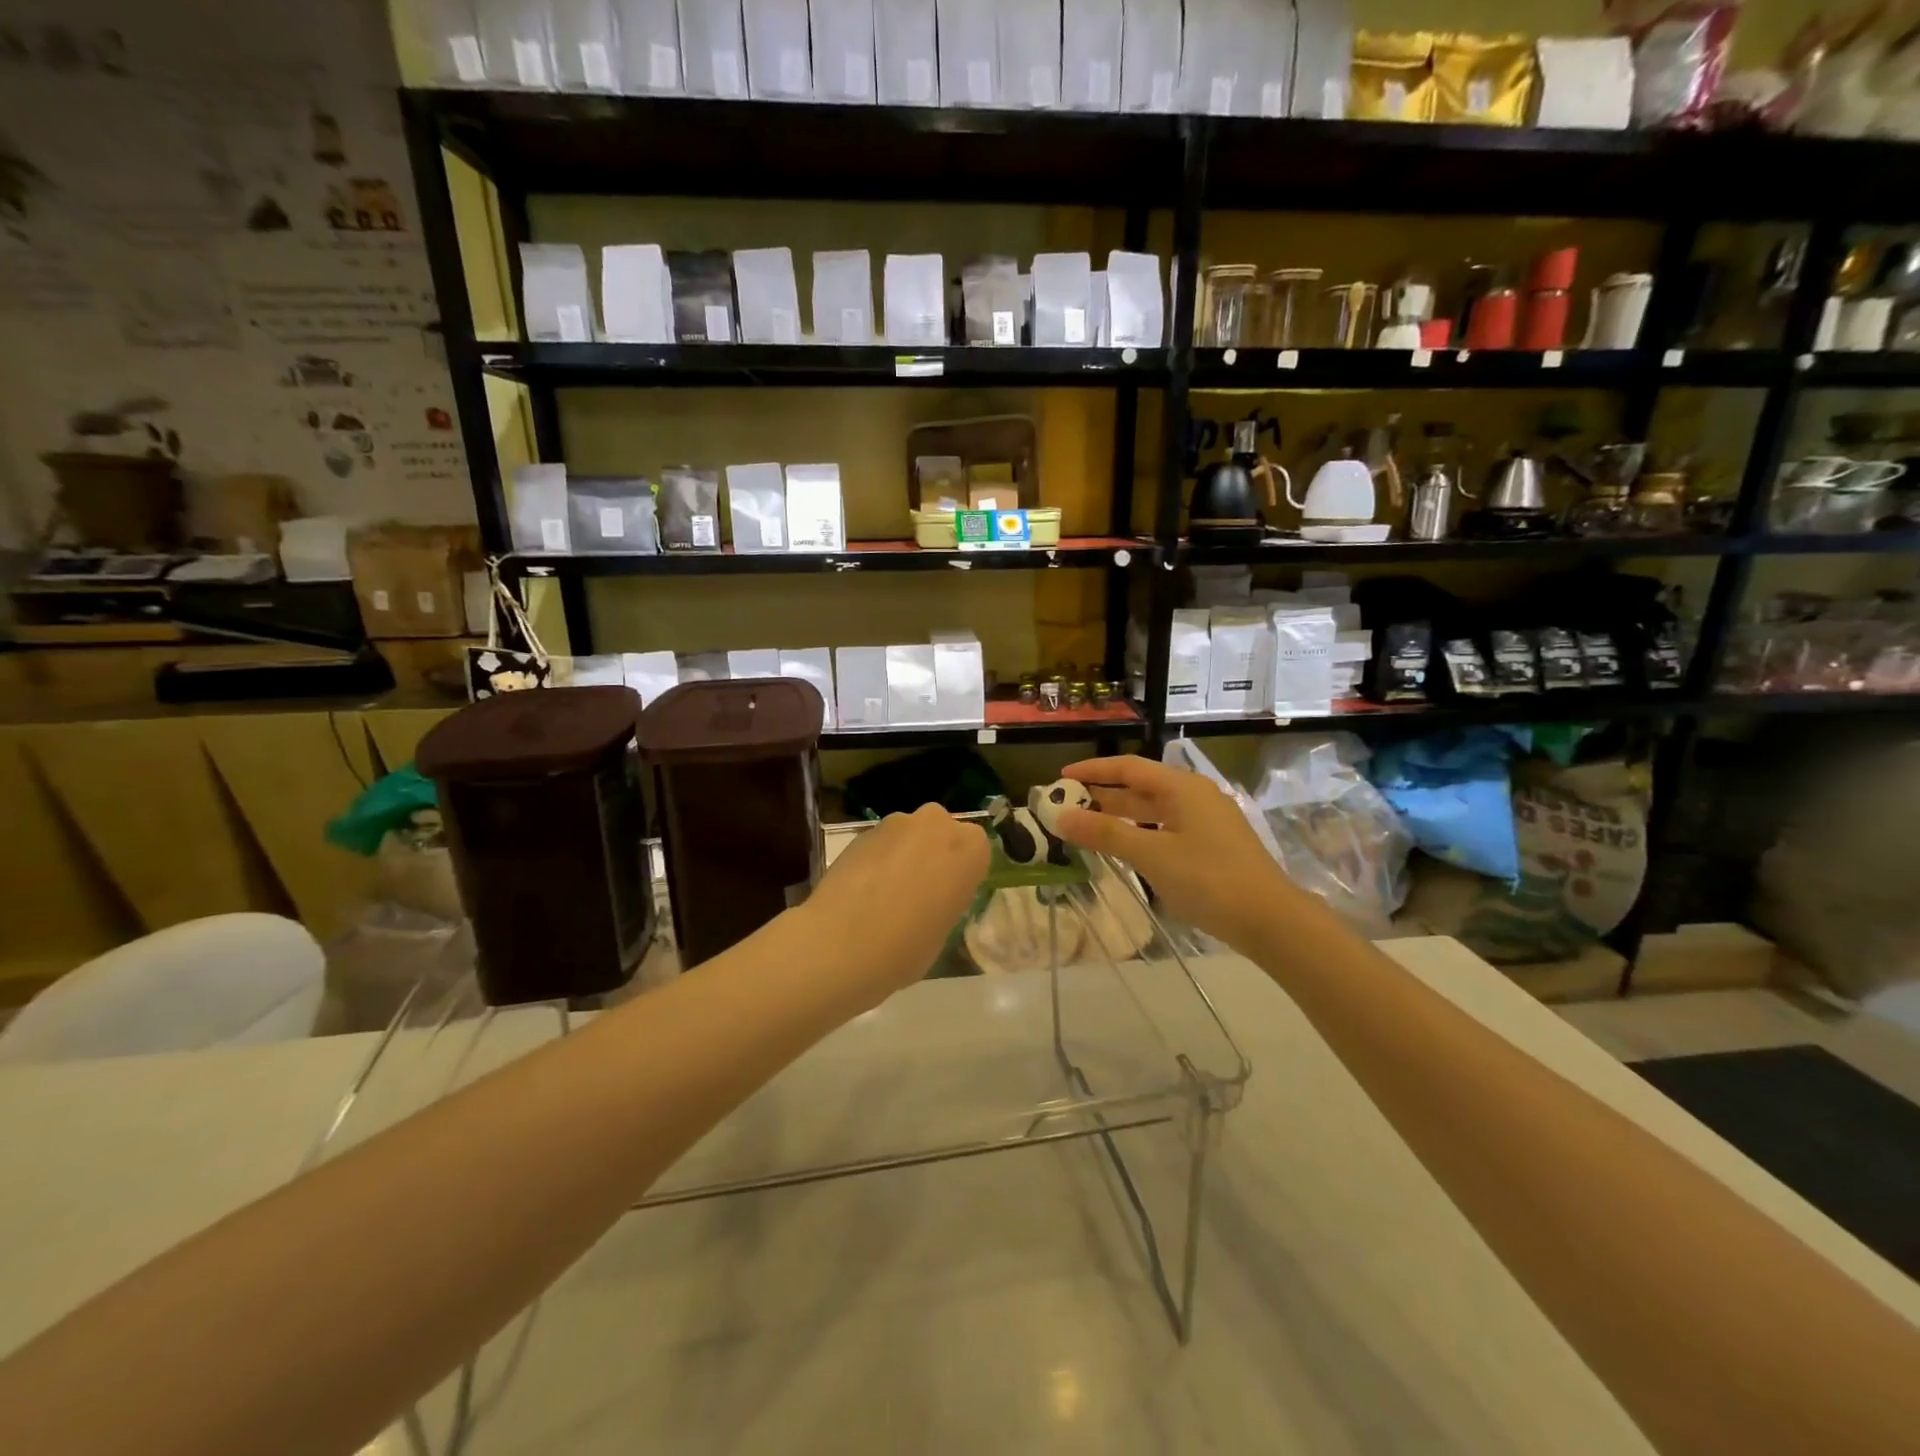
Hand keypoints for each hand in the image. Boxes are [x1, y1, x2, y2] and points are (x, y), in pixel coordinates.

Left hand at [798, 804, 989, 1008]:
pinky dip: (877, 860)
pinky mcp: (861, 831)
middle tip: (920, 892)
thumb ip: (945, 901)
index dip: (961, 874)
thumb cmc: (906, 948)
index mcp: (969, 848)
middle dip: (933, 855)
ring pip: (909, 836)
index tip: (949, 897)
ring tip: (886, 894)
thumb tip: (931, 897)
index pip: (976, 851)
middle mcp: (936, 824)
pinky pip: (880, 844)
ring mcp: (895, 823)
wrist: (840, 945)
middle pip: (942, 833)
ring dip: (904, 855)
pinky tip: (862, 891)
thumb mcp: (943, 931)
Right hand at [1055, 755, 1305, 952]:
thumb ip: (1105, 833)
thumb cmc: (1209, 879)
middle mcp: (1195, 797)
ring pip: (1153, 810)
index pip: (1128, 767)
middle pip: (1140, 787)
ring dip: (1120, 816)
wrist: (1270, 920)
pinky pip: (1165, 829)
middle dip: (1103, 795)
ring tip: (1087, 826)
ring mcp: (1206, 822)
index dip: (1093, 770)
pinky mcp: (1212, 846)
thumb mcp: (1152, 855)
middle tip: (1067, 806)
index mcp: (1183, 787)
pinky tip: (1125, 849)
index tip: (1060, 779)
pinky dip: (1139, 834)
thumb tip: (1059, 816)